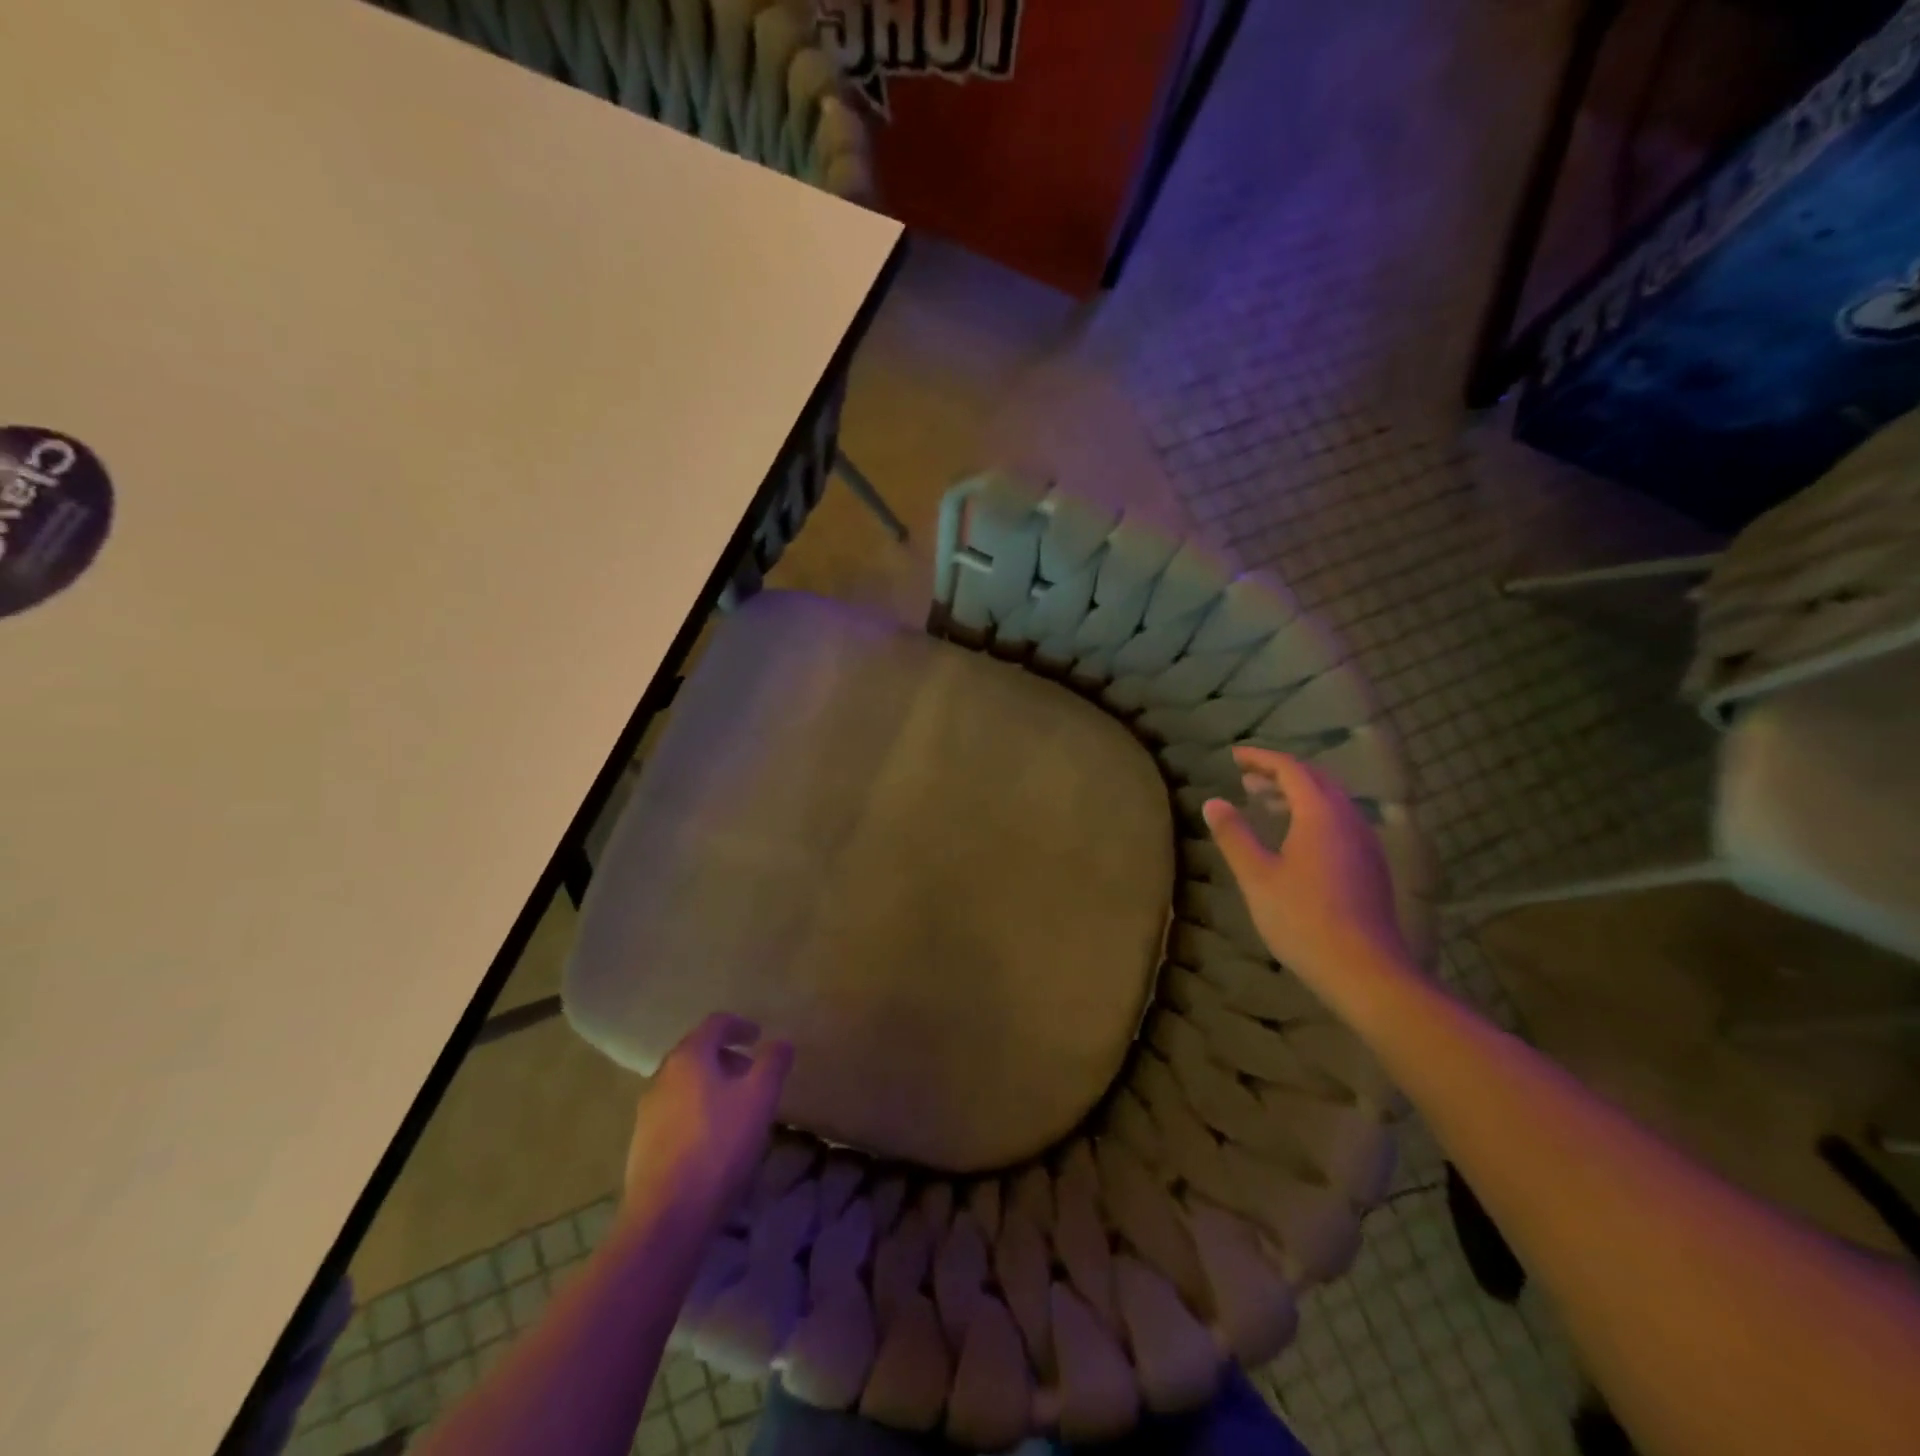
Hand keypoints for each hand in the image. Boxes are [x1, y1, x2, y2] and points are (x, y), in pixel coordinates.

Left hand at [623, 1012, 792, 1227]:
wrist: (667, 1217)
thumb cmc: (719, 1146)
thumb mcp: (759, 1098)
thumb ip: (773, 1063)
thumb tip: (781, 1042)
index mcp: (689, 1058)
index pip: (715, 1024)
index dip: (740, 1025)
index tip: (759, 1036)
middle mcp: (662, 1077)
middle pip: (697, 1052)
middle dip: (726, 1057)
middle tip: (752, 1073)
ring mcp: (647, 1112)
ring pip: (685, 1084)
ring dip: (711, 1085)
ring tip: (737, 1107)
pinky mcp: (643, 1144)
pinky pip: (675, 1112)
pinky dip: (697, 1111)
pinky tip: (714, 1138)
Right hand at [1202, 747, 1415, 1011]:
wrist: (1364, 971)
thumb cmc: (1303, 919)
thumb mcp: (1257, 876)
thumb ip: (1234, 835)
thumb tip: (1213, 802)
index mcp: (1321, 814)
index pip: (1291, 769)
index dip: (1262, 758)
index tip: (1235, 757)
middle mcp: (1349, 819)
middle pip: (1316, 780)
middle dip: (1281, 774)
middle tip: (1247, 779)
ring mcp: (1365, 843)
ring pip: (1331, 802)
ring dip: (1298, 795)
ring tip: (1267, 804)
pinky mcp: (1371, 866)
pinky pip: (1340, 823)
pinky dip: (1314, 816)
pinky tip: (1297, 839)